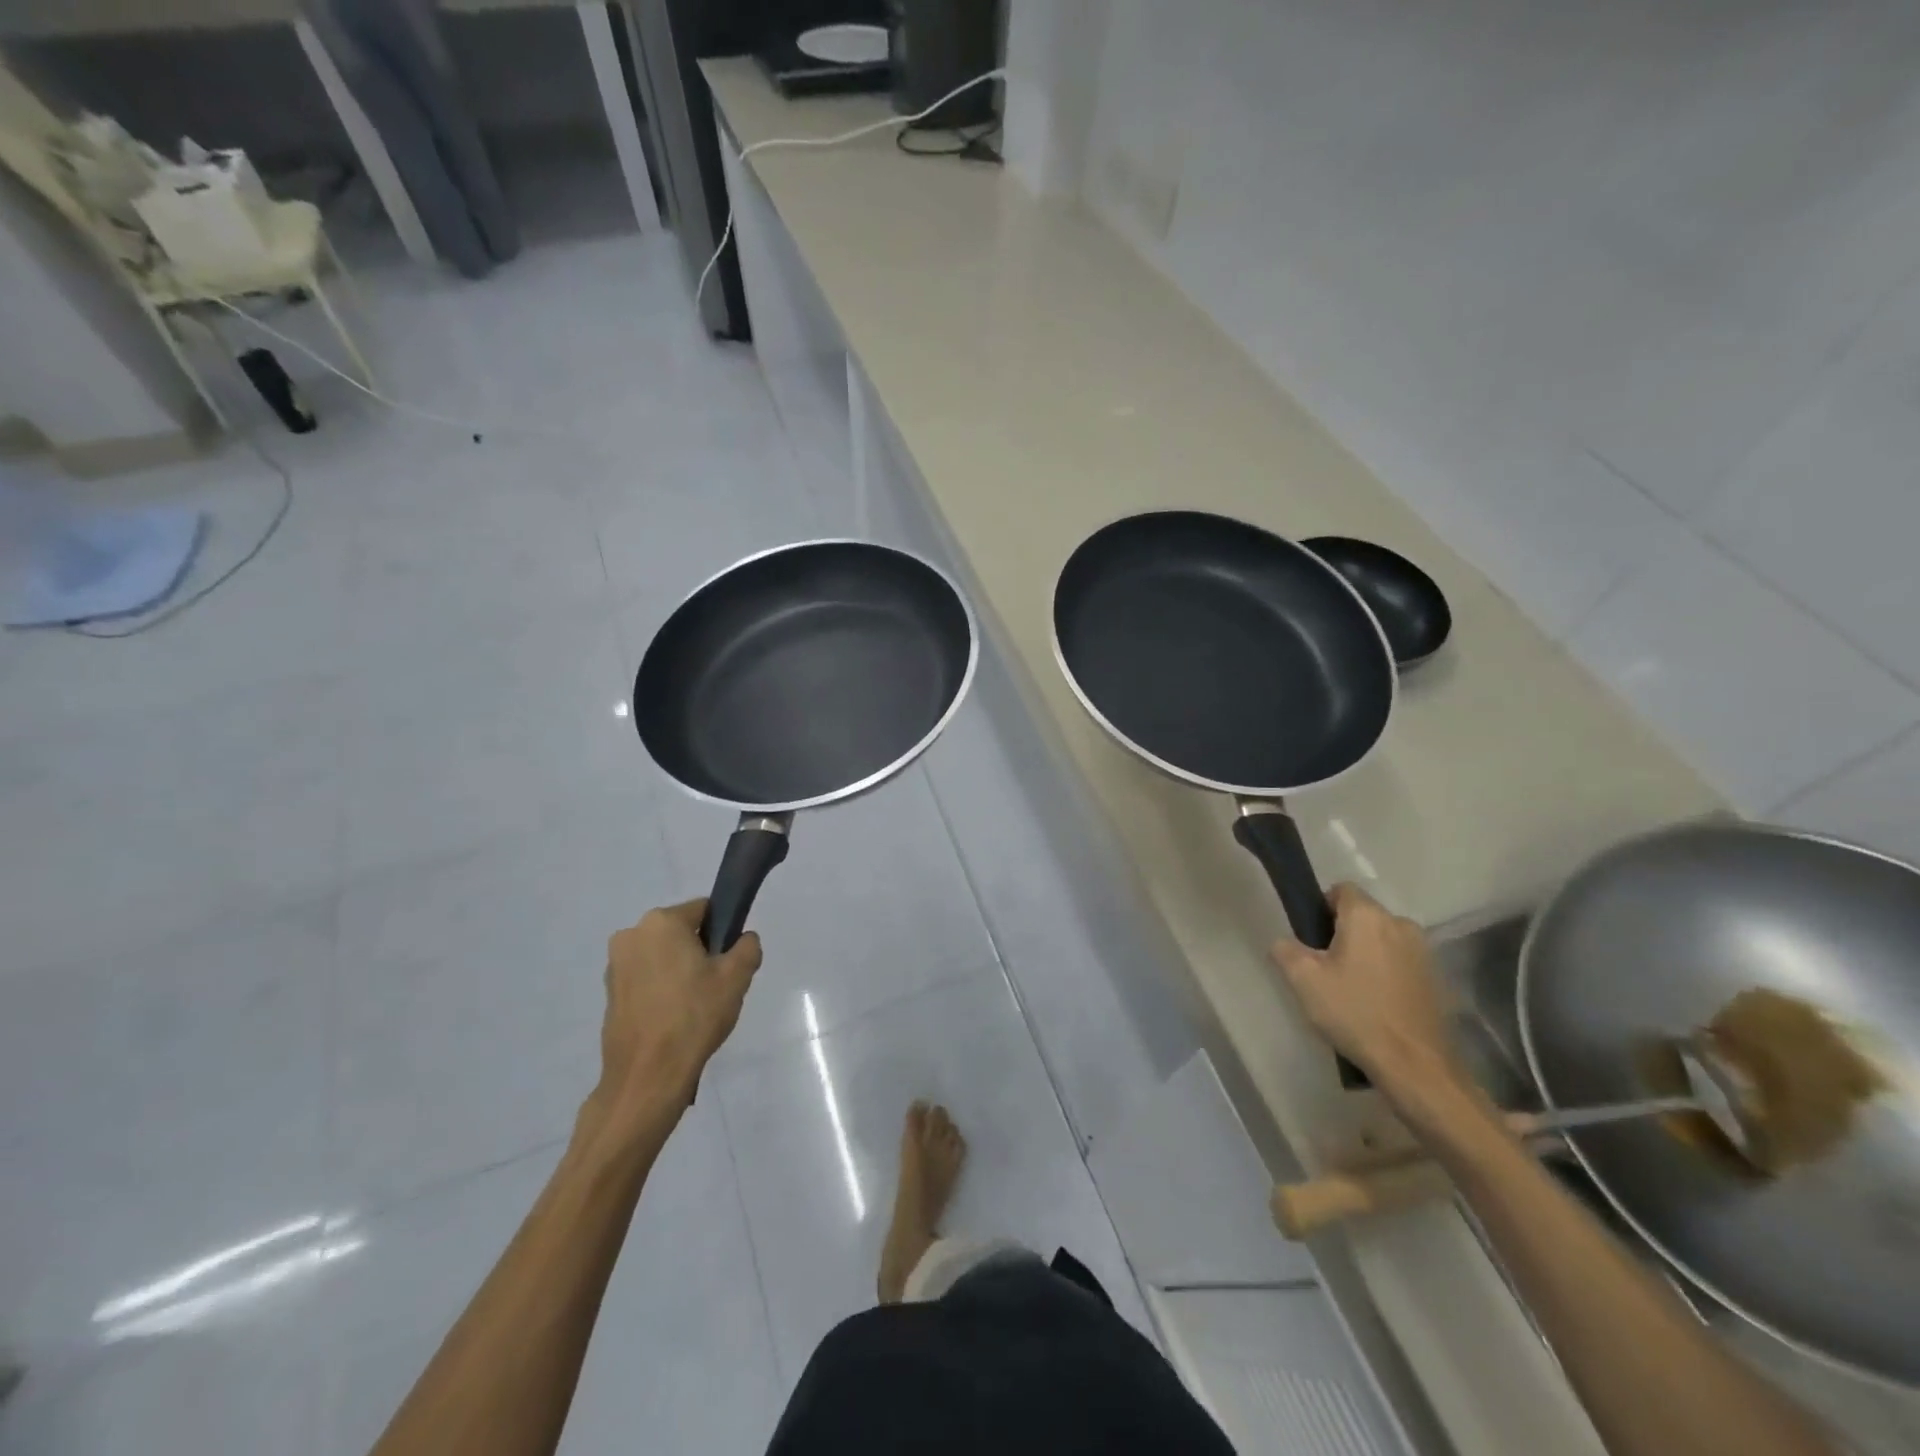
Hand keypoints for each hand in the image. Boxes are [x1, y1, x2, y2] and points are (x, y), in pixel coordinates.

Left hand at [592, 901, 761, 1126]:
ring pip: (662, 956)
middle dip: (699, 952)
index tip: (729, 961)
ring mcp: (616, 965)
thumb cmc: (694, 1016)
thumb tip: (743, 940)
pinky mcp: (610, 993)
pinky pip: (646, 978)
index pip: (705, 910)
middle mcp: (632, 935)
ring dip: (679, 971)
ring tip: (694, 1006)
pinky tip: (673, 1018)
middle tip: (715, 985)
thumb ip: (747, 946)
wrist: (647, 1076)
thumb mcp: (737, 976)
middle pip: (681, 932)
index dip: (723, 931)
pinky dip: (661, 990)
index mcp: (662, 922)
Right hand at [1271, 884, 1459, 1098]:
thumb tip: (1284, 943)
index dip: (1321, 907)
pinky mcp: (1436, 978)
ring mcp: (1423, 952)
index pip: (1341, 889)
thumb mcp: (1303, 979)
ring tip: (1351, 988)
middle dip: (1342, 932)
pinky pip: (1400, 961)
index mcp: (1367, 916)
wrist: (1414, 1065)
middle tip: (1325, 967)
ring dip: (1366, 952)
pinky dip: (1386, 972)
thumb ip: (1285, 950)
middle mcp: (1400, 924)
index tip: (1311, 938)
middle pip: (1363, 914)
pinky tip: (1375, 1003)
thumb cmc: (1354, 1012)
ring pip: (1382, 939)